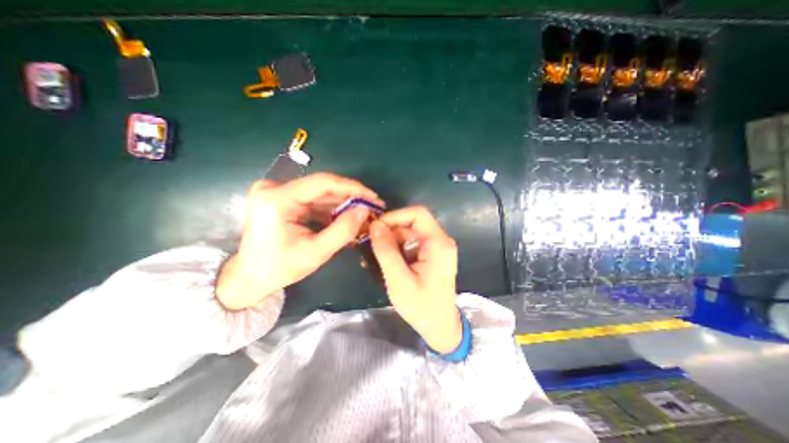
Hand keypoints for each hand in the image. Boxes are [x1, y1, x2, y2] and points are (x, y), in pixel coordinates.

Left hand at [216, 172, 384, 309]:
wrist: (250, 277)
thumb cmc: (280, 268)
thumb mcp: (316, 252)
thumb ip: (343, 230)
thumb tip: (365, 209)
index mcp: (277, 199)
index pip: (323, 183)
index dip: (353, 188)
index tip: (373, 197)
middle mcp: (275, 188)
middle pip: (322, 186)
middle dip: (350, 197)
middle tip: (372, 207)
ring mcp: (277, 191)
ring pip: (320, 193)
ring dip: (343, 204)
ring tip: (363, 214)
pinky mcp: (282, 197)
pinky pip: (313, 199)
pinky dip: (331, 209)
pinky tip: (346, 218)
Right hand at [370, 205, 463, 353]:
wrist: (440, 327)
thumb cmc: (421, 306)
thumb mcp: (399, 280)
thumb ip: (386, 251)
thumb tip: (375, 226)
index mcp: (438, 243)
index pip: (417, 214)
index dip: (395, 216)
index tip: (376, 228)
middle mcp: (440, 240)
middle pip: (412, 223)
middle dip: (390, 230)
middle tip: (370, 242)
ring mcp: (437, 247)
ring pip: (410, 232)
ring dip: (391, 240)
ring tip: (373, 254)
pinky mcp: (432, 255)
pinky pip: (412, 243)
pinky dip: (397, 248)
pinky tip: (384, 260)